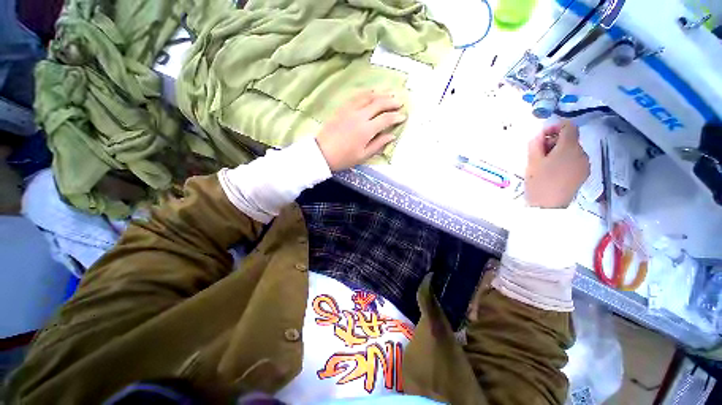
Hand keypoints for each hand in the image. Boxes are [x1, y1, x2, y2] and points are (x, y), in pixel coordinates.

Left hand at [316, 91, 405, 170]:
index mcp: (366, 130)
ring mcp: (350, 110)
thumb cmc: (344, 158)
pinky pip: (356, 97)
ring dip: (380, 94)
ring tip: (389, 94)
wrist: (322, 153)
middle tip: (399, 102)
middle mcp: (360, 116)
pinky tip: (371, 93)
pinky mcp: (342, 108)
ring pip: (368, 97)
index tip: (403, 116)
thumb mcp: (363, 156)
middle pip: (379, 103)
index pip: (386, 119)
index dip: (396, 117)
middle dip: (391, 102)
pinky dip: (366, 93)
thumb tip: (392, 136)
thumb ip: (378, 144)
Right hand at [525, 120, 589, 207]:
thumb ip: (536, 144)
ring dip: (560, 151)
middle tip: (539, 152)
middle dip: (555, 141)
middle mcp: (582, 153)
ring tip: (546, 163)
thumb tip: (540, 134)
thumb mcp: (532, 161)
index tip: (543, 135)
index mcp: (569, 148)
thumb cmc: (538, 181)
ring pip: (573, 150)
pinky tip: (555, 170)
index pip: (569, 126)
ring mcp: (585, 164)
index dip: (556, 126)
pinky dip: (565, 159)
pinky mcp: (584, 173)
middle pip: (570, 139)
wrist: (548, 205)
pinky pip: (575, 160)